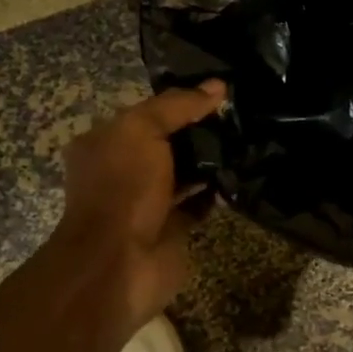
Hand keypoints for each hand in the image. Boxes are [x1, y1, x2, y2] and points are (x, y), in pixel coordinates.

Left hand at [50, 81, 226, 336]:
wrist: (119, 264)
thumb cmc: (122, 188)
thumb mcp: (142, 131)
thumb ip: (177, 106)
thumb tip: (217, 87)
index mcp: (105, 142)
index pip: (147, 112)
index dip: (180, 100)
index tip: (218, 91)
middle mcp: (123, 169)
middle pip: (167, 141)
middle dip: (199, 130)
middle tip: (240, 115)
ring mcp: (147, 201)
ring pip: (184, 172)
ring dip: (210, 161)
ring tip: (247, 140)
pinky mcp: (171, 227)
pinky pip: (198, 202)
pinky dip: (216, 192)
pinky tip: (240, 175)